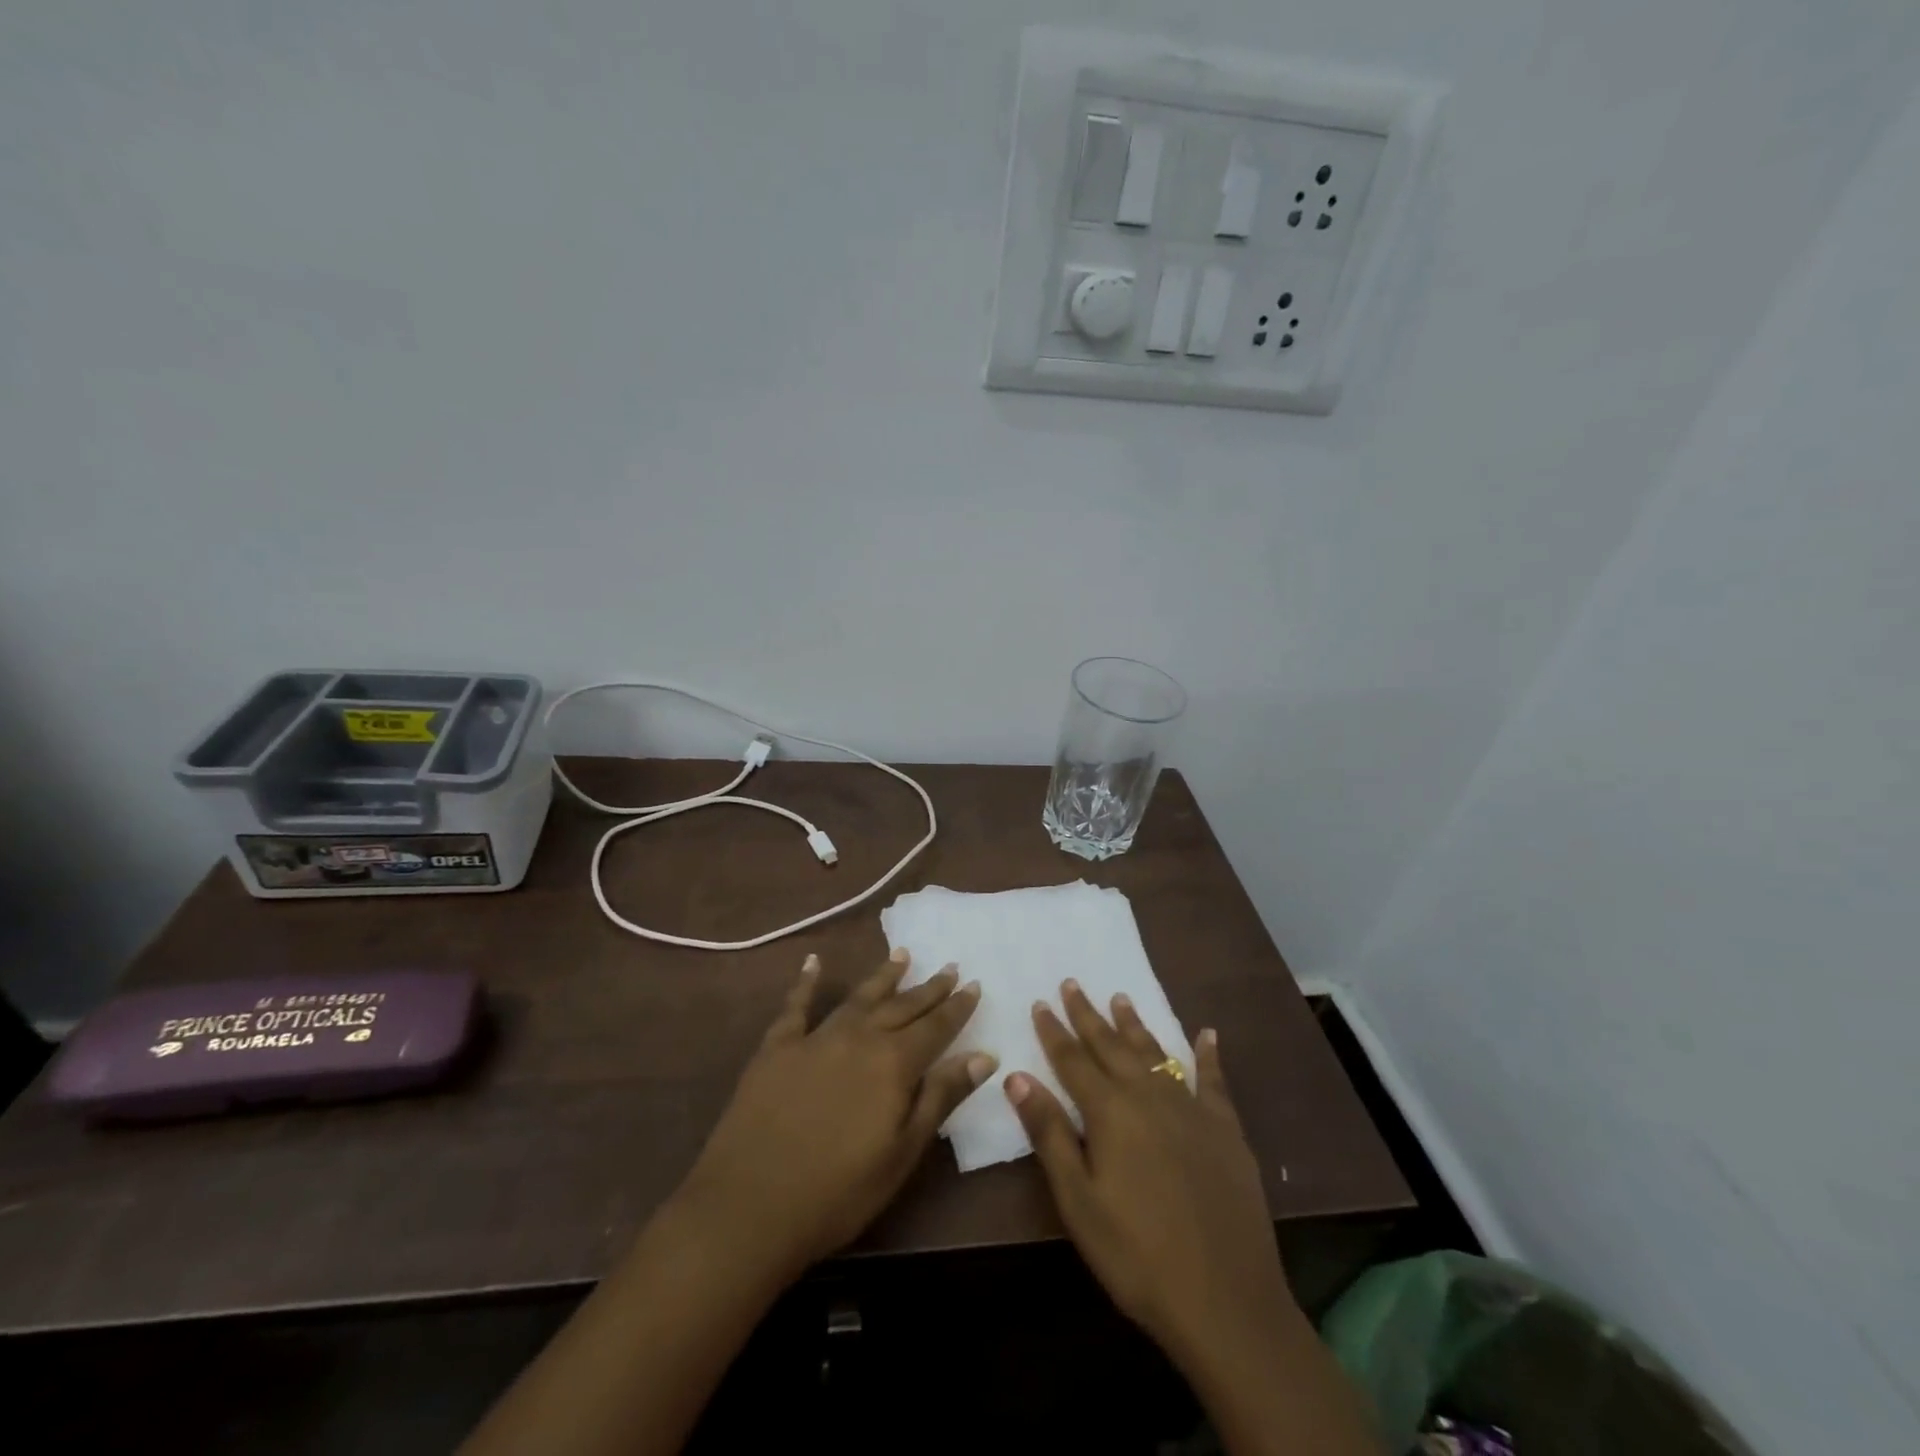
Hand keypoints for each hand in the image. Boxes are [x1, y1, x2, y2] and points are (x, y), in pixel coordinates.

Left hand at [673, 949, 991, 1280]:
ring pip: (859, 998)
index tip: (975, 984)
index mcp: (893, 1064)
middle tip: (950, 967)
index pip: (936, 1027)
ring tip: (903, 955)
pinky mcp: (777, 1047)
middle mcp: (859, 1037)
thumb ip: (941, 1097)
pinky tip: (813, 962)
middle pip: (901, 1006)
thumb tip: (983, 1055)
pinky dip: (805, 982)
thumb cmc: (838, 1193)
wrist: (749, 1206)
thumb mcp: (902, 1153)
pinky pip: (795, 1005)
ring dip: (883, 976)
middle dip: (929, 988)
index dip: (957, 1007)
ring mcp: (816, 1038)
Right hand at [1005, 981, 1304, 1371]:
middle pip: (1111, 1046)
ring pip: (1155, 1053)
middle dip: (1088, 1015)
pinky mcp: (1226, 1129)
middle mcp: (1148, 1096)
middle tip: (1072, 983)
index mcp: (1110, 1111)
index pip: (1072, 1060)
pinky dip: (1208, 1055)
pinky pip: (1214, 1081)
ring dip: (1134, 1025)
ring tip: (1120, 998)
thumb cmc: (1136, 1254)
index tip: (1040, 1002)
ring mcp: (1191, 1109)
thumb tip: (1016, 1076)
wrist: (1225, 1302)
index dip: (1053, 1031)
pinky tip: (1207, 1034)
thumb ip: (1049, 1133)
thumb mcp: (1078, 1200)